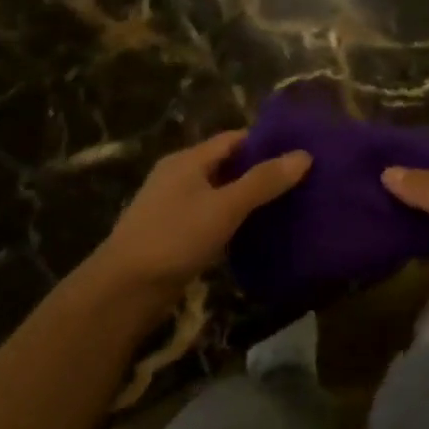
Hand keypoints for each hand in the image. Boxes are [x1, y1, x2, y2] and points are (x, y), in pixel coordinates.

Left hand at [95, 130, 309, 302]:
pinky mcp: (174, 234)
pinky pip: (211, 217)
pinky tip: (256, 232)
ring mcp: (174, 206)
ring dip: (248, 198)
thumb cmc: (175, 238)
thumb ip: (263, 181)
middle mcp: (179, 177)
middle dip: (260, 171)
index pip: (234, 139)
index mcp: (187, 160)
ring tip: (288, 205)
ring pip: (219, 193)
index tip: (300, 151)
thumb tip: (303, 155)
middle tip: (301, 180)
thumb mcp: (225, 206)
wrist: (125, 289)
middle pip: (227, 165)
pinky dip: (233, 220)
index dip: (266, 142)